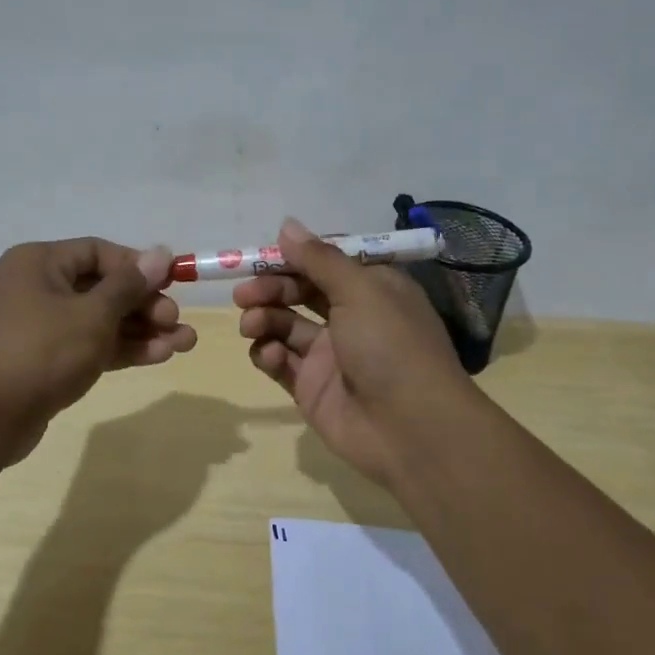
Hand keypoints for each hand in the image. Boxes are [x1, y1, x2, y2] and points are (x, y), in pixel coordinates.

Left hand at [0, 238, 197, 462]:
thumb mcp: (92, 314)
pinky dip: (123, 349)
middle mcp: (39, 288)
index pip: (98, 252)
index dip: (138, 266)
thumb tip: (160, 252)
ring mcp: (43, 327)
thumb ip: (129, 285)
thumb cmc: (41, 351)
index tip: (171, 284)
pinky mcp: (49, 361)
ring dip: (142, 330)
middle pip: (103, 288)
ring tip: (185, 343)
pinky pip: (92, 346)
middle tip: (176, 321)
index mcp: (40, 263)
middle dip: (145, 304)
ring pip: (102, 321)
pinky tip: (161, 355)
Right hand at [234, 217, 472, 487]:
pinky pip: (280, 362)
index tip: (263, 256)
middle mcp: (351, 318)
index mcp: (372, 289)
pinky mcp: (311, 387)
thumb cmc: (391, 346)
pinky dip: (267, 354)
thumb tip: (287, 226)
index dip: (295, 257)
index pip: (327, 263)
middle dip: (270, 288)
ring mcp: (329, 355)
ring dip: (264, 319)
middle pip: (300, 292)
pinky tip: (267, 355)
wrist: (410, 429)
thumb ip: (319, 259)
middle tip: (244, 294)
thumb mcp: (360, 291)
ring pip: (285, 326)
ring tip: (252, 324)